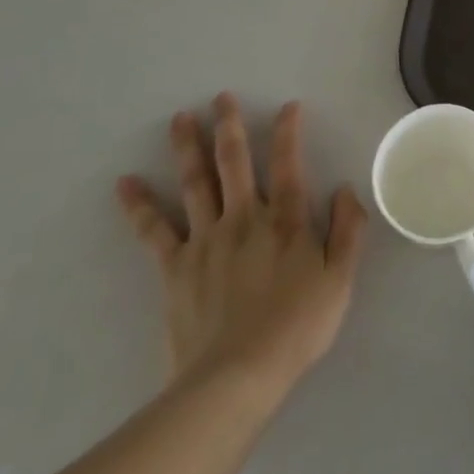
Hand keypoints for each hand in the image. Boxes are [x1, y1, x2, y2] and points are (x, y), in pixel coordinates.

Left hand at [116, 94, 366, 398]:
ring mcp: (205, 239)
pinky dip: (139, 206)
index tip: (288, 106)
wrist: (236, 376)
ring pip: (195, 183)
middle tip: (221, 97)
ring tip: (180, 119)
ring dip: (188, 148)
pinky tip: (125, 184)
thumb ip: (348, 230)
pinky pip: (154, 230)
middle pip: (234, 162)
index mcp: (285, 220)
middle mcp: (244, 218)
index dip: (288, 132)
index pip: (288, 164)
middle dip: (230, 126)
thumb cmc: (296, 327)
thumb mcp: (340, 279)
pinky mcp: (175, 267)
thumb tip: (344, 189)